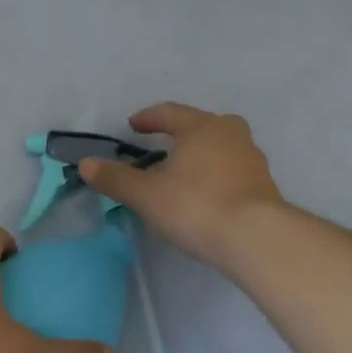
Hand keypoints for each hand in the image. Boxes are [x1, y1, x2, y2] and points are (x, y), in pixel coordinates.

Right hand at [78, 103, 284, 268]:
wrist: (257, 239)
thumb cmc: (196, 205)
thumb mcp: (146, 194)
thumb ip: (116, 178)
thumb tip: (86, 163)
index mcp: (202, 126)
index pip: (170, 113)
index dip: (149, 118)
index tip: (134, 126)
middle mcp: (231, 134)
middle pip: (203, 125)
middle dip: (182, 132)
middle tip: (164, 145)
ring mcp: (253, 160)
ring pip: (222, 147)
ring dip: (202, 154)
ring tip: (184, 173)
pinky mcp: (265, 186)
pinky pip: (234, 170)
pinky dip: (218, 175)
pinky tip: (207, 195)